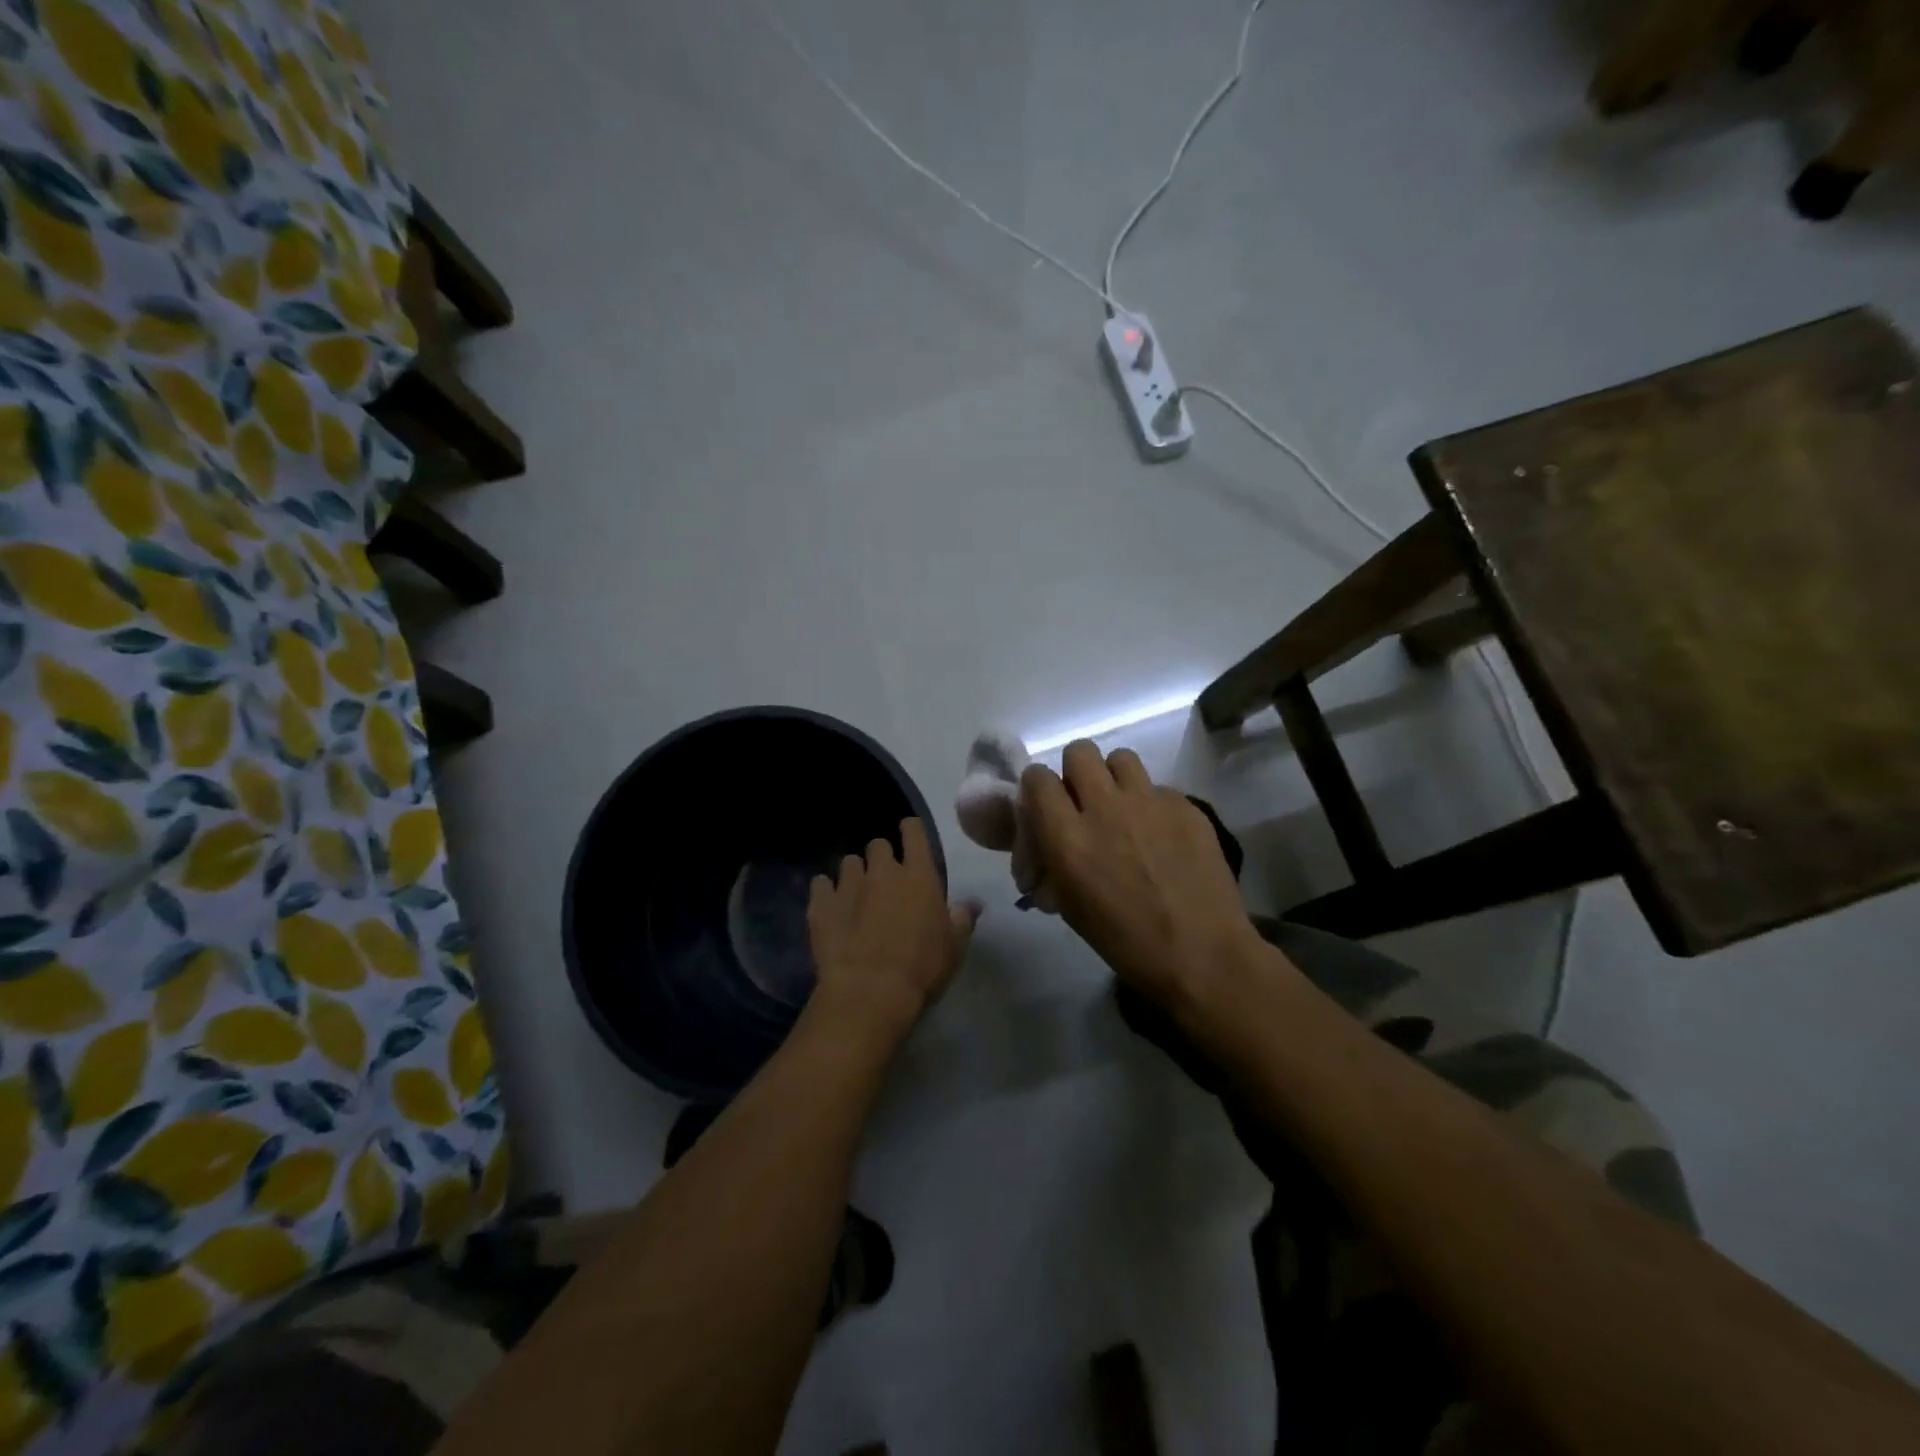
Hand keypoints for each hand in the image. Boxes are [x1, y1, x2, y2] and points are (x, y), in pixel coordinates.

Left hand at [808, 819, 979, 1043]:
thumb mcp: (954, 947)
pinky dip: (825, 892)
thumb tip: (973, 903)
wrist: (869, 992)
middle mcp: (882, 871)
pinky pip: (820, 884)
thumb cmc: (921, 968)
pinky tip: (830, 907)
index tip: (909, 834)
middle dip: (881, 857)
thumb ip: (962, 918)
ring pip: (849, 863)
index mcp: (919, 876)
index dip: (911, 829)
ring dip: (854, 874)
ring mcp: (848, 885)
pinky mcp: (821, 904)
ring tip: (856, 895)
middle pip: (878, 845)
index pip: (914, 832)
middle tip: (884, 880)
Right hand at [1021, 741, 1264, 1017]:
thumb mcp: (1069, 904)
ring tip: (1124, 808)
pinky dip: (1152, 804)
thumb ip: (1053, 857)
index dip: (1038, 787)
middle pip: (1079, 751)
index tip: (1046, 805)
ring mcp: (1149, 802)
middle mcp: (1105, 808)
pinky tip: (1162, 836)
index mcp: (1068, 838)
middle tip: (1086, 801)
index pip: (1037, 777)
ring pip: (1121, 758)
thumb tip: (1047, 839)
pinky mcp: (1185, 805)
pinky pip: (1158, 787)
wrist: (1202, 954)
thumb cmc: (1125, 941)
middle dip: (1077, 772)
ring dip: (1114, 778)